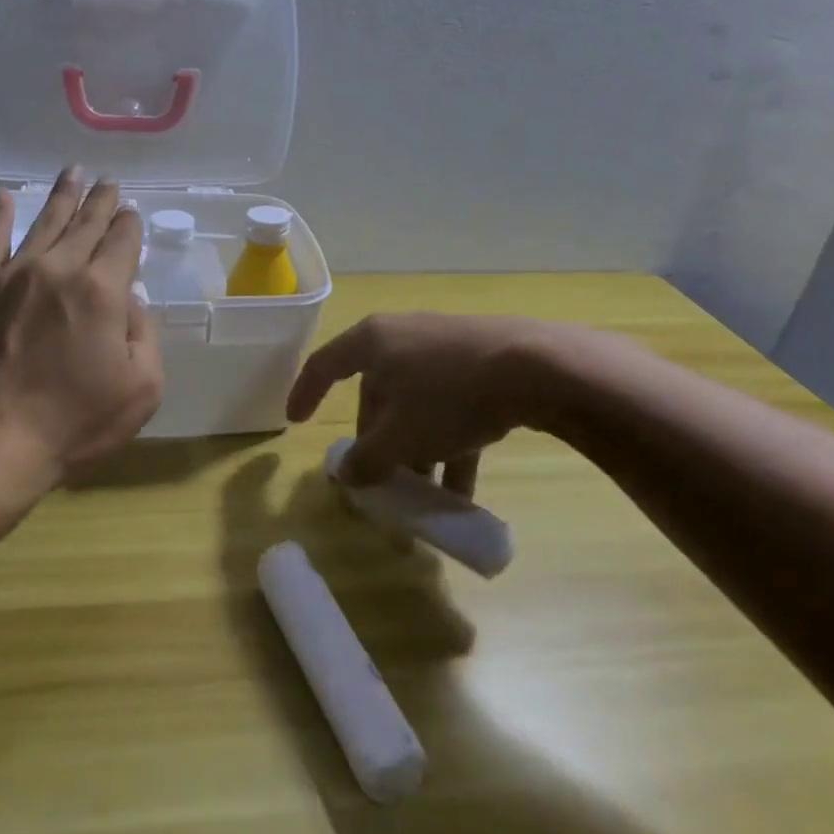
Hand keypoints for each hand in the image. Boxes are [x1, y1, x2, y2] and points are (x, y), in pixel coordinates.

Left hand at [0, 167, 163, 475]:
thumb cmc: (74, 421)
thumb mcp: (141, 388)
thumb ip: (144, 335)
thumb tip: (131, 300)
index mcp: (102, 290)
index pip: (122, 242)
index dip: (130, 225)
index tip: (131, 214)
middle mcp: (58, 269)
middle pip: (85, 224)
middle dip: (100, 201)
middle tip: (108, 181)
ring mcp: (12, 276)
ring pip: (43, 223)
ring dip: (61, 197)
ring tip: (72, 172)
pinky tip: (2, 198)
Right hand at [286, 313, 551, 496]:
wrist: (538, 368)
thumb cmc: (448, 397)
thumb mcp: (399, 438)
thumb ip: (366, 460)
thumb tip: (347, 476)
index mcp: (372, 342)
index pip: (323, 365)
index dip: (305, 393)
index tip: (296, 421)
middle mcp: (403, 337)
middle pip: (376, 393)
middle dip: (377, 442)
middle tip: (380, 479)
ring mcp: (444, 347)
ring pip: (416, 405)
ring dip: (415, 451)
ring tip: (425, 495)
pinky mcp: (481, 361)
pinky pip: (449, 405)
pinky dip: (447, 442)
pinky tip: (463, 488)